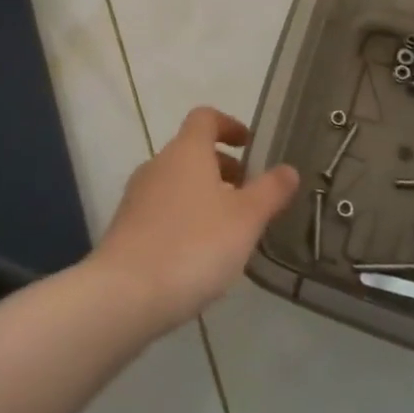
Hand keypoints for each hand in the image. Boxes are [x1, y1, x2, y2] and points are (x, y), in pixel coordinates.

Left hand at [90, 107, 299, 334]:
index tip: (249, 145)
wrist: (124, 295)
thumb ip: (270, 191)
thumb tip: (289, 168)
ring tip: (229, 230)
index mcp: (186, 151)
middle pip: (191, 151)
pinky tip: (199, 255)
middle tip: (248, 195)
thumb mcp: (245, 219)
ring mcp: (137, 197)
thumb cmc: (194, 245)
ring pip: (177, 183)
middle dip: (222, 167)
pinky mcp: (126, 228)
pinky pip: (162, 210)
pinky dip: (184, 218)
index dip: (229, 125)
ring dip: (204, 195)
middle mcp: (158, 164)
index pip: (205, 118)